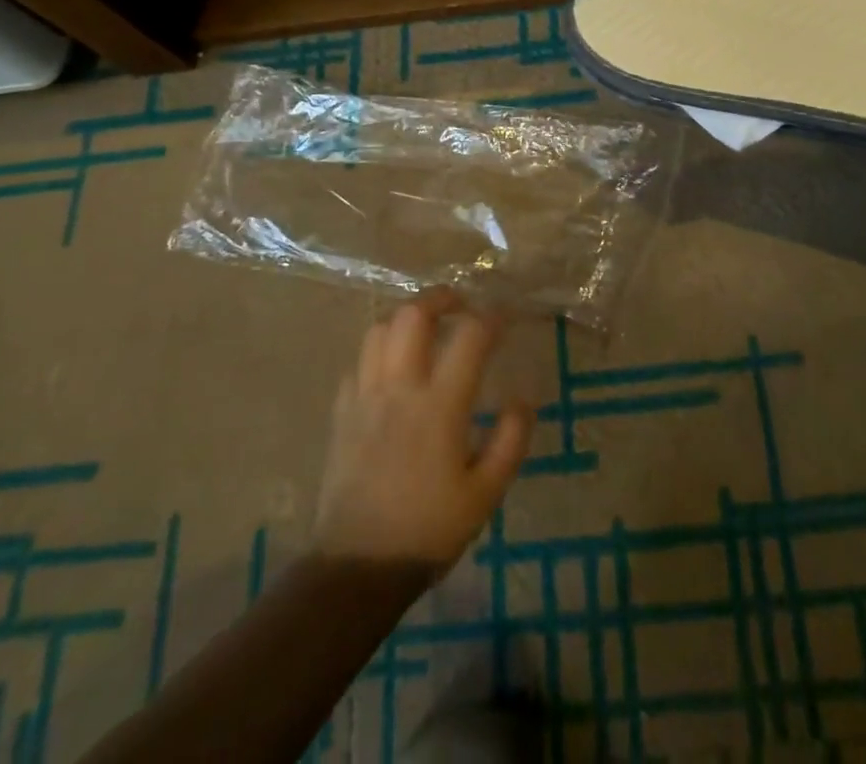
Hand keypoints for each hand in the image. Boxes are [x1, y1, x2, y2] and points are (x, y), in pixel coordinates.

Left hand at [313, 291, 535, 569]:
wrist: (358, 569)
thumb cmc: (429, 530)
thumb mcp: (486, 493)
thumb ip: (510, 440)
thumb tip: (523, 398)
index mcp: (440, 404)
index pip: (470, 336)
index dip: (492, 318)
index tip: (506, 317)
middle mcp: (400, 388)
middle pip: (413, 315)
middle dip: (440, 297)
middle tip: (460, 303)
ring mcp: (364, 397)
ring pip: (379, 329)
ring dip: (405, 318)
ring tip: (425, 327)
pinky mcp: (342, 414)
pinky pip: (358, 362)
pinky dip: (379, 351)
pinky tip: (392, 367)